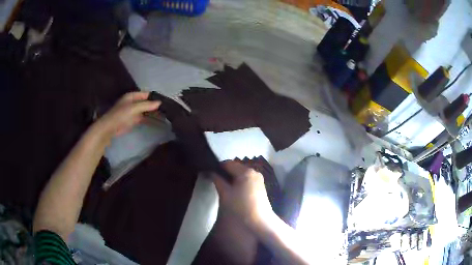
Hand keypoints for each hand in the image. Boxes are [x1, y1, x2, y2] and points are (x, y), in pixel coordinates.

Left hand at [94, 92, 160, 140]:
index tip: (165, 101)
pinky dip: (150, 119)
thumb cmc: (120, 115)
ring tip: (165, 115)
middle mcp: (133, 102)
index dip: (155, 97)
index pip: (147, 94)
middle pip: (147, 102)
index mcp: (132, 96)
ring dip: (153, 113)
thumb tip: (159, 103)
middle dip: (155, 106)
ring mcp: (134, 112)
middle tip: (167, 109)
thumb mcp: (133, 108)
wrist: (109, 128)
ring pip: (146, 111)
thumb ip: (146, 105)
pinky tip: (158, 121)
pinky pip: (144, 118)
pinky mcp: (134, 120)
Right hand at [213, 161, 274, 231]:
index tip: (209, 173)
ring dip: (232, 178)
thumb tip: (211, 172)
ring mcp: (258, 179)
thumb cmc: (241, 207)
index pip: (228, 163)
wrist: (259, 222)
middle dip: (225, 173)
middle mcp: (254, 172)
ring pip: (241, 174)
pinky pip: (247, 180)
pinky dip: (239, 182)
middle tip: (215, 181)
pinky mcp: (260, 187)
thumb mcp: (225, 194)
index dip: (217, 167)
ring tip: (223, 187)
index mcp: (245, 171)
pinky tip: (233, 191)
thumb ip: (217, 181)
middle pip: (235, 168)